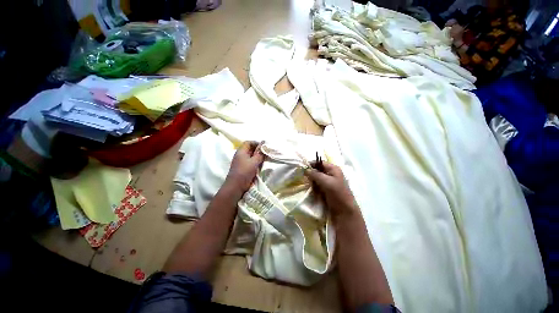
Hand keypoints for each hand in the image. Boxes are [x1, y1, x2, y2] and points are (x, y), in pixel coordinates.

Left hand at [225, 141, 264, 193]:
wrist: (235, 187)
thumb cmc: (244, 172)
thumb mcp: (254, 162)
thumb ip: (260, 153)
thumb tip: (264, 145)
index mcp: (241, 151)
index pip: (248, 142)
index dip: (256, 143)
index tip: (264, 147)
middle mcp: (240, 155)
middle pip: (250, 149)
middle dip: (258, 150)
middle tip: (266, 153)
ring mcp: (241, 162)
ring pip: (251, 156)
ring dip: (257, 157)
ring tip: (265, 159)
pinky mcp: (243, 168)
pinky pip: (250, 162)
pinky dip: (256, 162)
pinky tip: (260, 165)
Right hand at [305, 162, 359, 218]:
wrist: (344, 211)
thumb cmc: (337, 194)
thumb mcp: (326, 182)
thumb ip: (315, 174)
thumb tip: (305, 169)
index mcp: (334, 169)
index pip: (320, 162)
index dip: (312, 164)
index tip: (302, 168)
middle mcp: (331, 174)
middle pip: (318, 170)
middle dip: (311, 173)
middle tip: (303, 176)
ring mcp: (329, 182)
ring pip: (317, 177)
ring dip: (311, 180)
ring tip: (306, 182)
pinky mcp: (326, 189)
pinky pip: (317, 184)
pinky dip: (313, 185)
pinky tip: (310, 188)